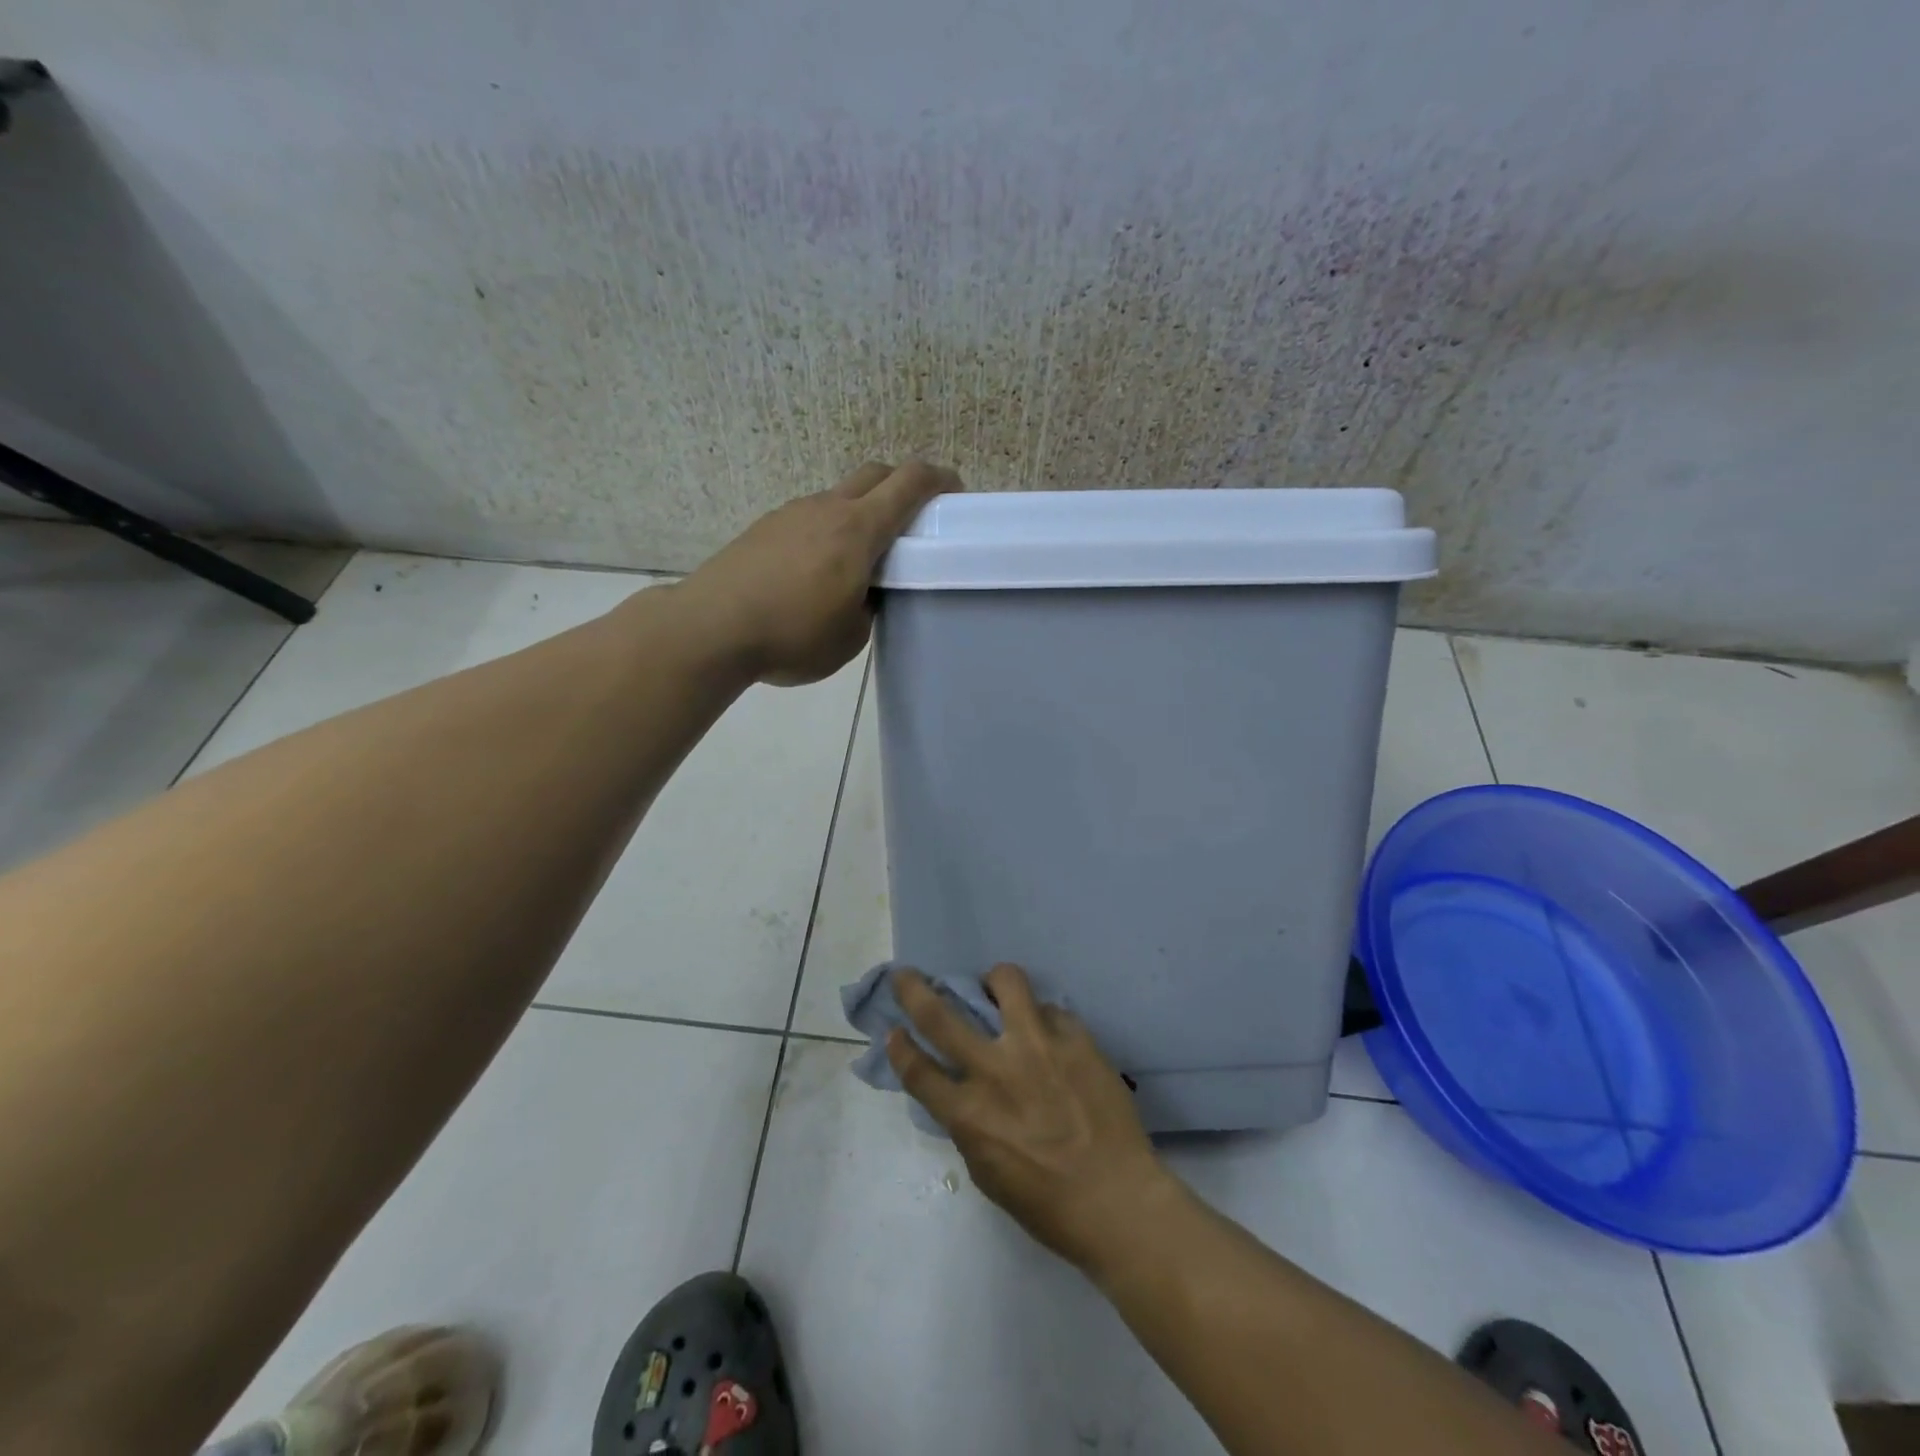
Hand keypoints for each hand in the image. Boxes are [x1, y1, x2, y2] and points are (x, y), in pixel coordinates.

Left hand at [677, 460, 959, 685]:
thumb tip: (861, 593)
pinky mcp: (764, 528)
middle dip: (901, 484)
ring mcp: (791, 514)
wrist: (710, 628)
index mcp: (858, 530)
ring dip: (860, 510)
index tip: (955, 492)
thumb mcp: (850, 636)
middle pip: (874, 473)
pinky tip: (816, 569)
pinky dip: (827, 529)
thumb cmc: (792, 636)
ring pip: (838, 495)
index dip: (939, 479)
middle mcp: (826, 509)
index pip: (909, 483)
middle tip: (913, 517)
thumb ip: (868, 607)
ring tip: (859, 555)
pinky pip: (809, 516)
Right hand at [886, 964, 1172, 1273]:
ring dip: (994, 980)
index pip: (917, 1069)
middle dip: (913, 989)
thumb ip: (968, 1122)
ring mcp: (1037, 1047)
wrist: (1118, 1200)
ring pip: (1005, 982)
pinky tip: (1052, 1037)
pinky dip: (1044, 1019)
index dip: (899, 1047)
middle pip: (939, 1015)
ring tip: (997, 987)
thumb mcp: (987, 1171)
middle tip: (907, 976)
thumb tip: (962, 1088)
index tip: (894, 1030)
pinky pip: (1051, 1010)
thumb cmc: (1047, 1203)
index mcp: (968, 1114)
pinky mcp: (1075, 1037)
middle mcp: (995, 1071)